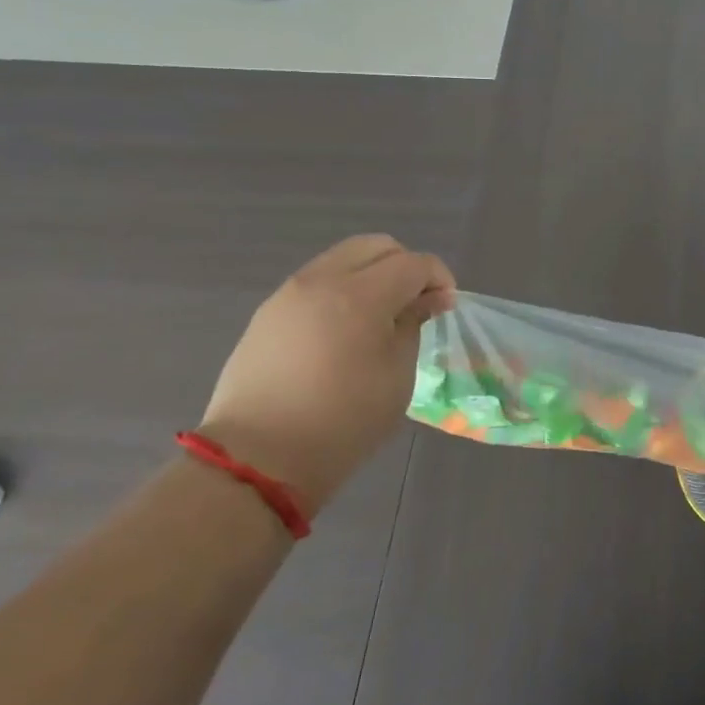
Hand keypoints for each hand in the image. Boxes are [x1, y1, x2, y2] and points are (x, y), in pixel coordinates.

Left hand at [197, 234, 454, 513]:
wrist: (258, 459)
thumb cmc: (344, 421)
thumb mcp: (397, 375)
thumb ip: (413, 324)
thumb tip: (430, 298)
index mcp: (360, 295)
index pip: (413, 263)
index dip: (438, 278)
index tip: (446, 306)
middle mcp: (322, 281)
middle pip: (375, 245)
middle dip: (405, 266)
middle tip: (415, 303)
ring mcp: (288, 294)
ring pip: (342, 259)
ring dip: (371, 275)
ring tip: (379, 317)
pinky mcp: (268, 313)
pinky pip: (316, 283)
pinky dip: (341, 291)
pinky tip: (344, 331)